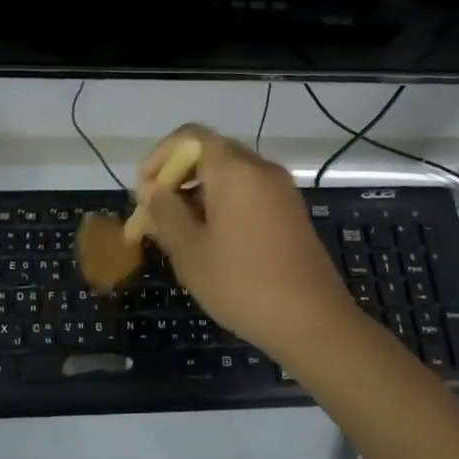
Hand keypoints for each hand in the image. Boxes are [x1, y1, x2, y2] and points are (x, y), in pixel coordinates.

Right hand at [134, 125, 359, 362]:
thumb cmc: (242, 283)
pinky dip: (224, 203)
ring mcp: (281, 190)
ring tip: (180, 232)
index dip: (160, 156)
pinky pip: (249, 192)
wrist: (314, 322)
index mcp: (234, 169)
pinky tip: (212, 241)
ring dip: (199, 192)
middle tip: (157, 213)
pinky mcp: (291, 212)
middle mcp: (260, 168)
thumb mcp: (190, 251)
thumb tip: (152, 190)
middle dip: (178, 176)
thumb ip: (165, 212)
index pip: (190, 136)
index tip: (144, 191)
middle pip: (210, 152)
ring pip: (230, 174)